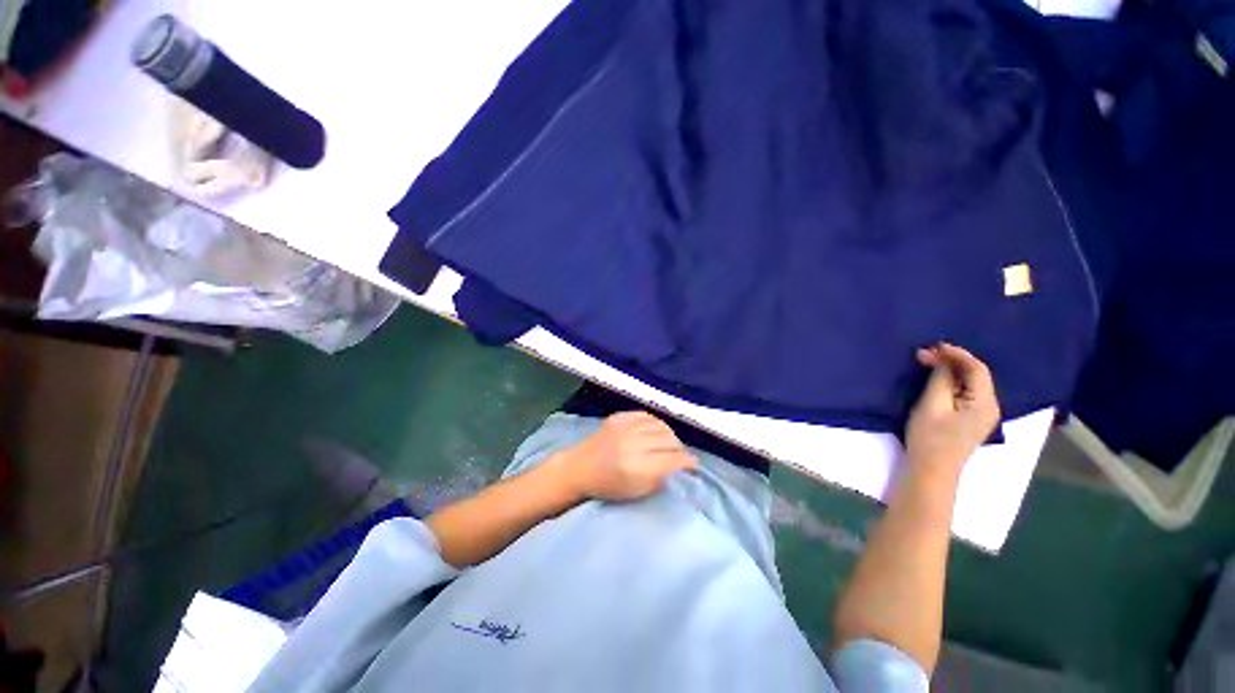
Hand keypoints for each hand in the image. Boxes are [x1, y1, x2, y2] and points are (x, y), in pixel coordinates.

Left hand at [558, 412, 698, 501]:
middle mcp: (634, 443)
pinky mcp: (619, 417)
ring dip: (669, 435)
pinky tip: (655, 431)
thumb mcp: (638, 492)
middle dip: (680, 449)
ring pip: (661, 425)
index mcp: (639, 467)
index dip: (689, 462)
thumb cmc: (608, 486)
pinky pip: (647, 415)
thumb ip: (661, 478)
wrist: (580, 468)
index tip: (694, 466)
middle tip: (680, 456)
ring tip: (669, 443)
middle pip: (670, 440)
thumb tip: (681, 467)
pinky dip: (655, 423)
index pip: (675, 459)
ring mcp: (626, 427)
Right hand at [905, 343, 1000, 472]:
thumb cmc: (930, 437)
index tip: (932, 346)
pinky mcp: (972, 419)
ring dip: (952, 370)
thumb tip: (939, 357)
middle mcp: (991, 406)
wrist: (931, 470)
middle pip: (977, 374)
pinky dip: (952, 381)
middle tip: (925, 354)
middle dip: (953, 360)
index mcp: (985, 402)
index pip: (977, 369)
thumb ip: (940, 379)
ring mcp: (983, 414)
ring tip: (928, 362)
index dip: (956, 354)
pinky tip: (937, 379)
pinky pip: (967, 391)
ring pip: (972, 382)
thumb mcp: (932, 404)